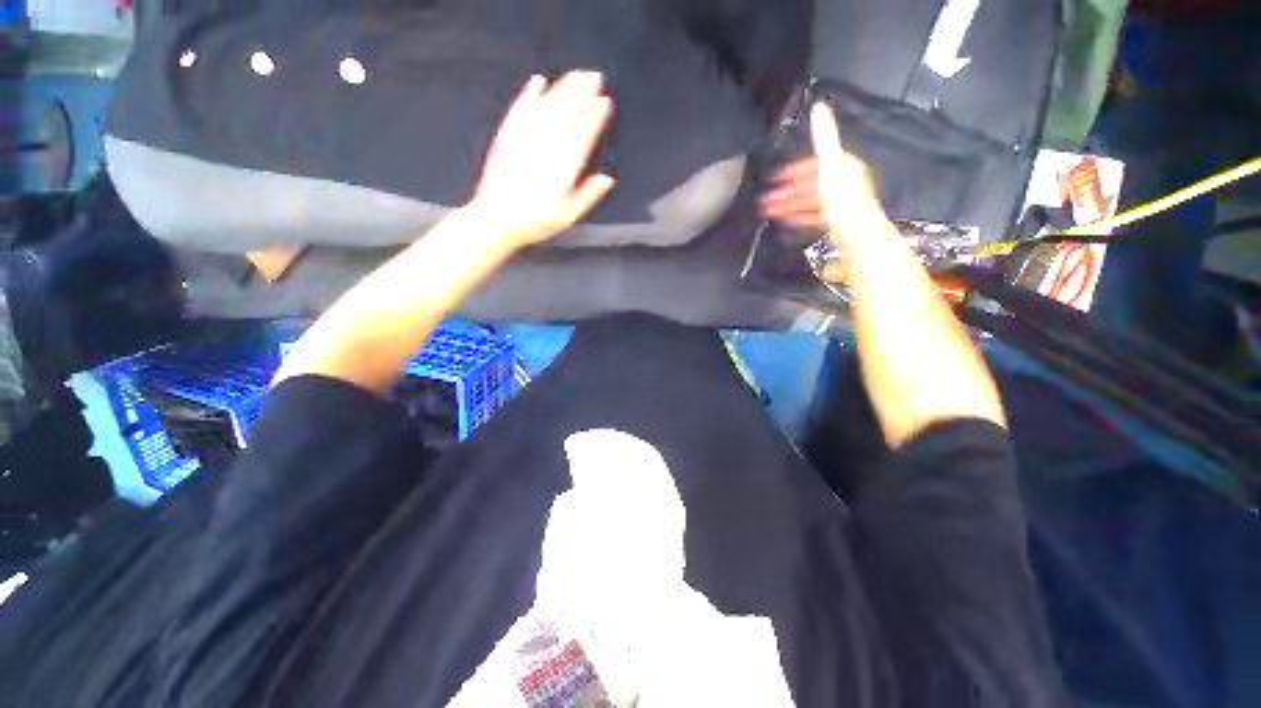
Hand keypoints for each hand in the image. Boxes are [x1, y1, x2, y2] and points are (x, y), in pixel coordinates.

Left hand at [468, 72, 616, 247]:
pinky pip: (520, 108)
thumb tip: (608, 179)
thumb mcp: (568, 215)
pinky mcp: (507, 135)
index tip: (605, 100)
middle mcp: (546, 146)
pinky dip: (529, 93)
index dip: (594, 116)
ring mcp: (525, 138)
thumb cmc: (535, 221)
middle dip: (582, 92)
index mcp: (564, 166)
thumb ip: (589, 195)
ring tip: (576, 74)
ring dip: (563, 87)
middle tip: (595, 75)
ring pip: (547, 105)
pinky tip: (538, 81)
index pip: (583, 134)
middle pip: (567, 112)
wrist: (496, 218)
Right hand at [760, 105, 887, 237]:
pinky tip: (787, 219)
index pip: (814, 163)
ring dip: (787, 204)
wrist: (855, 233)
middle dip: (786, 190)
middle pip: (808, 184)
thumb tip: (820, 106)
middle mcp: (841, 182)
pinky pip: (812, 215)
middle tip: (766, 199)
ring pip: (807, 200)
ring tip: (769, 211)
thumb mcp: (830, 164)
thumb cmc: (844, 200)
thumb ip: (824, 137)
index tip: (776, 177)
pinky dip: (798, 216)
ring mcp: (837, 202)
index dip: (793, 169)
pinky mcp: (833, 220)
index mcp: (842, 165)